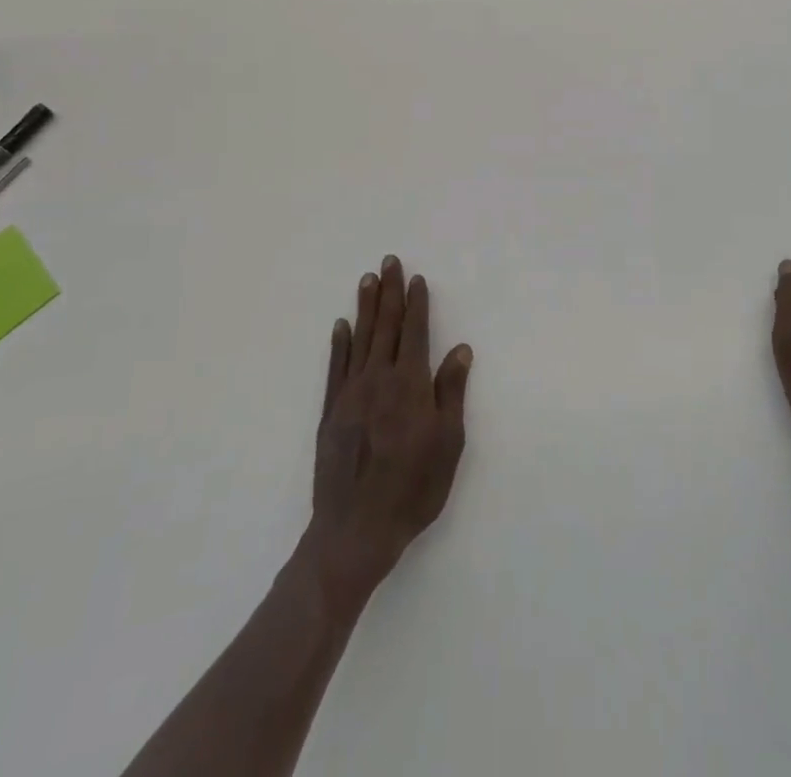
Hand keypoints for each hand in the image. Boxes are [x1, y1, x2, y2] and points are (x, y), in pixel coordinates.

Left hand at [302, 255, 471, 610]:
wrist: (355, 530)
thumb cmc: (412, 489)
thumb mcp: (448, 444)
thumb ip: (451, 392)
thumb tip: (460, 349)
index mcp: (409, 385)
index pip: (414, 332)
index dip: (416, 304)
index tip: (416, 278)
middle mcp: (378, 379)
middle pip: (385, 326)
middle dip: (389, 292)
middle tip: (389, 261)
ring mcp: (350, 393)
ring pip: (359, 339)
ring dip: (365, 307)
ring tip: (367, 280)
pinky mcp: (330, 411)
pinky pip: (335, 367)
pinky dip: (339, 343)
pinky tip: (341, 325)